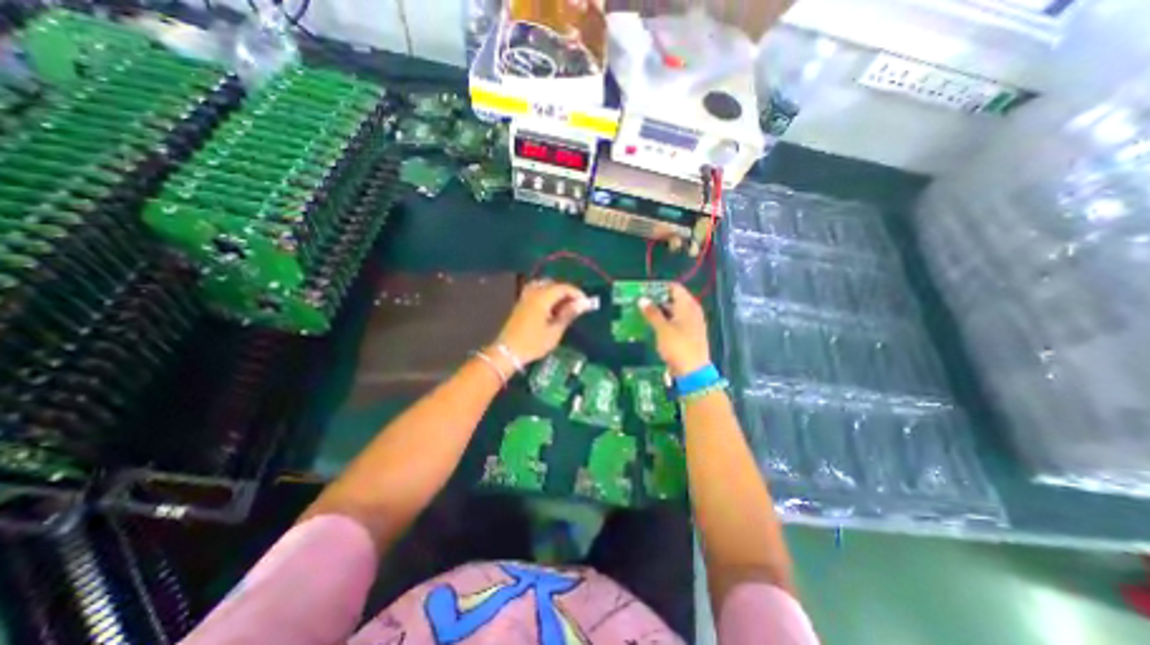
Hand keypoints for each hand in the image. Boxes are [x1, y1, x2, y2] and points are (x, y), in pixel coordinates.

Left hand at [494, 280, 593, 366]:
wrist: (507, 352)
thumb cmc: (533, 343)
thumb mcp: (554, 331)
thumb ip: (568, 314)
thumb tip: (582, 304)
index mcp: (542, 298)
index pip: (563, 288)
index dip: (576, 293)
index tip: (586, 303)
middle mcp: (533, 293)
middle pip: (553, 284)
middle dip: (567, 292)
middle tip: (576, 306)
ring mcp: (525, 297)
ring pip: (543, 286)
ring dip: (556, 292)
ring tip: (564, 306)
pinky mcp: (521, 303)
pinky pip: (536, 291)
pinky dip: (546, 295)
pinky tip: (551, 308)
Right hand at [637, 281, 709, 377]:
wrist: (693, 371)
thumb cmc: (678, 346)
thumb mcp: (662, 329)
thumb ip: (652, 313)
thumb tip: (642, 299)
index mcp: (688, 306)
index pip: (674, 287)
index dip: (659, 286)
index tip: (644, 289)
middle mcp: (692, 311)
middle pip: (673, 299)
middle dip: (656, 299)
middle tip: (639, 301)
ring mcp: (691, 323)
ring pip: (673, 312)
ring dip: (658, 311)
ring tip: (641, 312)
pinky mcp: (688, 334)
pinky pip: (674, 322)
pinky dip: (664, 321)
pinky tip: (651, 325)